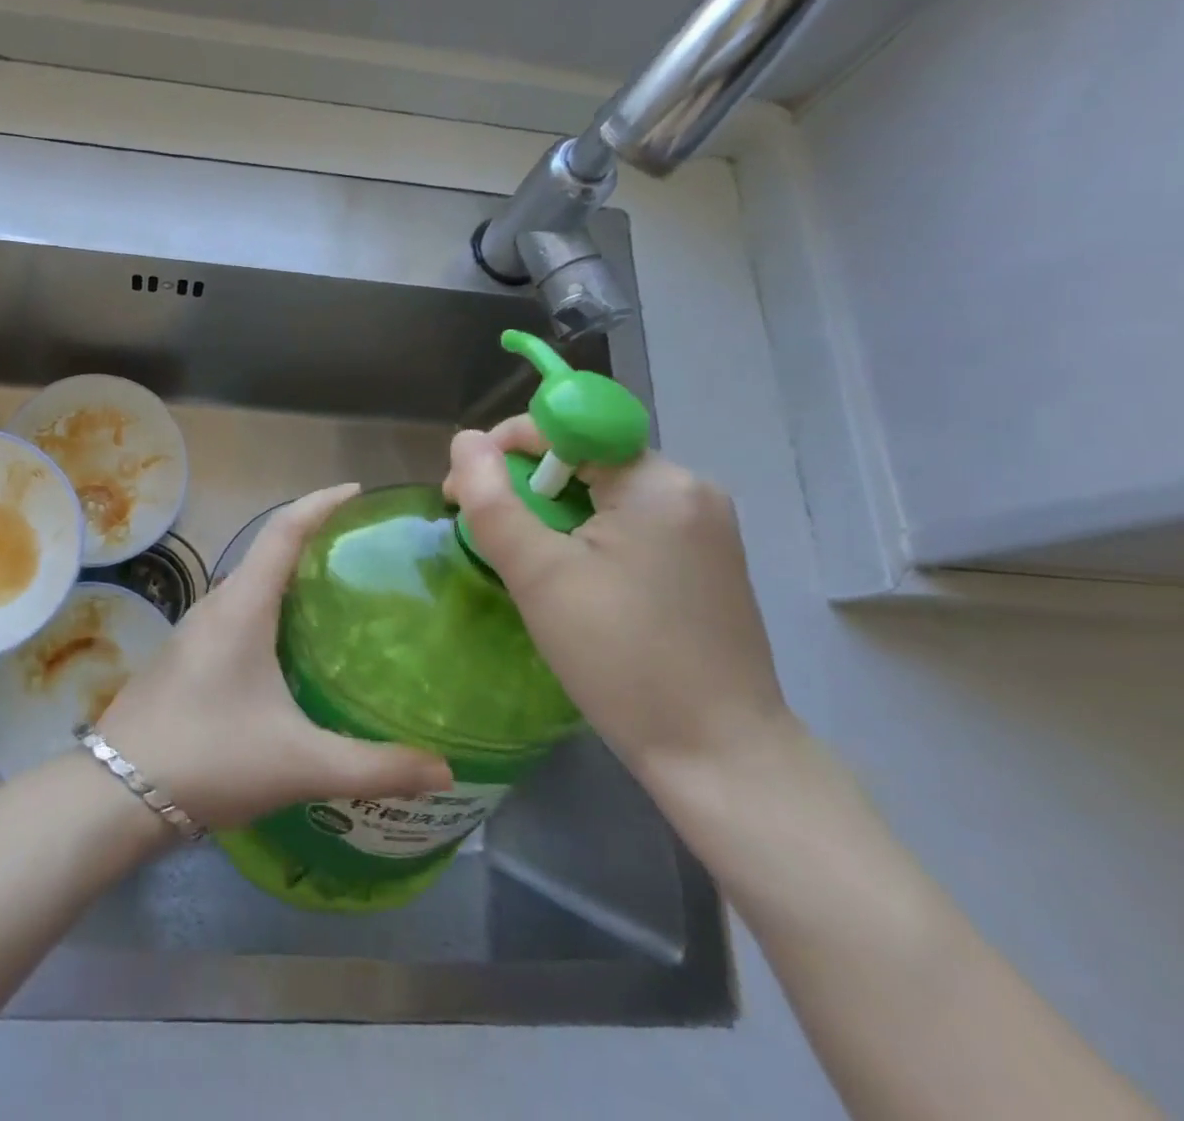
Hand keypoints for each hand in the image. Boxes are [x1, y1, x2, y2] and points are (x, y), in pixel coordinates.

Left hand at [97, 485, 452, 831]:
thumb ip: (375, 767)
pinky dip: (271, 610)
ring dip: (290, 578)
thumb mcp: (300, 763)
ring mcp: (195, 631)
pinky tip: (293, 650)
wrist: (116, 793)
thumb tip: (446, 772)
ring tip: (338, 597)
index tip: (358, 493)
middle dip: (314, 541)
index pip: (283, 530)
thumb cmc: (210, 758)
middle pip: (268, 552)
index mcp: (242, 607)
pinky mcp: (187, 657)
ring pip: (251, 586)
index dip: (320, 503)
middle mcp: (217, 606)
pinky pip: (237, 614)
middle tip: (364, 554)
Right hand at [443, 418, 792, 788]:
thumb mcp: (539, 575)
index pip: (566, 427)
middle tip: (485, 534)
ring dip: (551, 514)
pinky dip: (586, 536)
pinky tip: (569, 579)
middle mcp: (689, 489)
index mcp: (657, 482)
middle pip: (584, 458)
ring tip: (523, 562)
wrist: (721, 757)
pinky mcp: (705, 561)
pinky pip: (629, 523)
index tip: (463, 492)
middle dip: (524, 485)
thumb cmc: (622, 659)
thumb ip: (493, 500)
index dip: (504, 447)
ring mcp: (704, 526)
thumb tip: (464, 440)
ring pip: (603, 493)